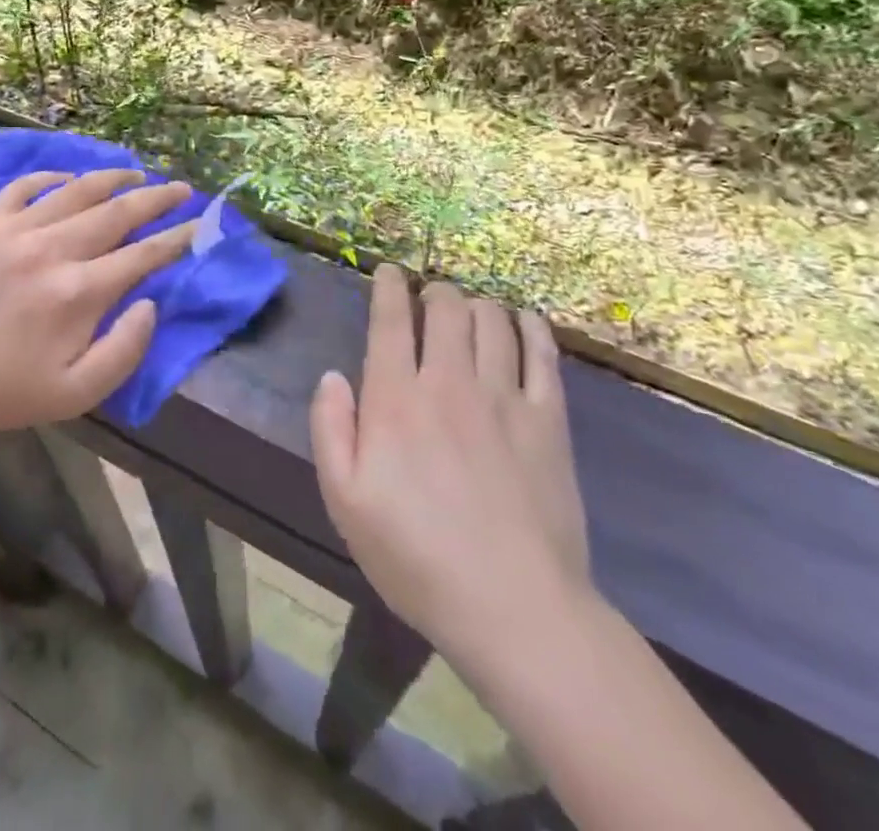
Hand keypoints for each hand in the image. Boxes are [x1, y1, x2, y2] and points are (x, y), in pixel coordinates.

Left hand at [0, 168, 194, 442]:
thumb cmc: (17, 391)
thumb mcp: (82, 392)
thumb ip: (127, 349)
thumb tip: (151, 301)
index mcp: (77, 293)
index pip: (141, 254)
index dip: (176, 238)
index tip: (200, 224)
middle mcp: (48, 251)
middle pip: (115, 212)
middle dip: (155, 199)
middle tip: (181, 188)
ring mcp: (11, 233)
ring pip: (74, 190)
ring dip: (111, 179)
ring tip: (137, 174)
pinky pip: (20, 187)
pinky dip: (48, 177)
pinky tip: (69, 178)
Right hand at [310, 266, 591, 672]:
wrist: (513, 608)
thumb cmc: (416, 557)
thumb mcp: (344, 501)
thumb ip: (330, 429)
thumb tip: (332, 376)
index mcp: (396, 399)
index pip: (391, 320)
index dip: (388, 287)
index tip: (388, 271)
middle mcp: (449, 382)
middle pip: (446, 308)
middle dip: (434, 291)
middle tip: (429, 296)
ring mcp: (504, 397)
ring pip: (492, 320)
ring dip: (476, 303)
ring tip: (469, 309)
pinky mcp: (549, 420)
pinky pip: (542, 353)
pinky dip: (530, 326)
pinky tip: (521, 321)